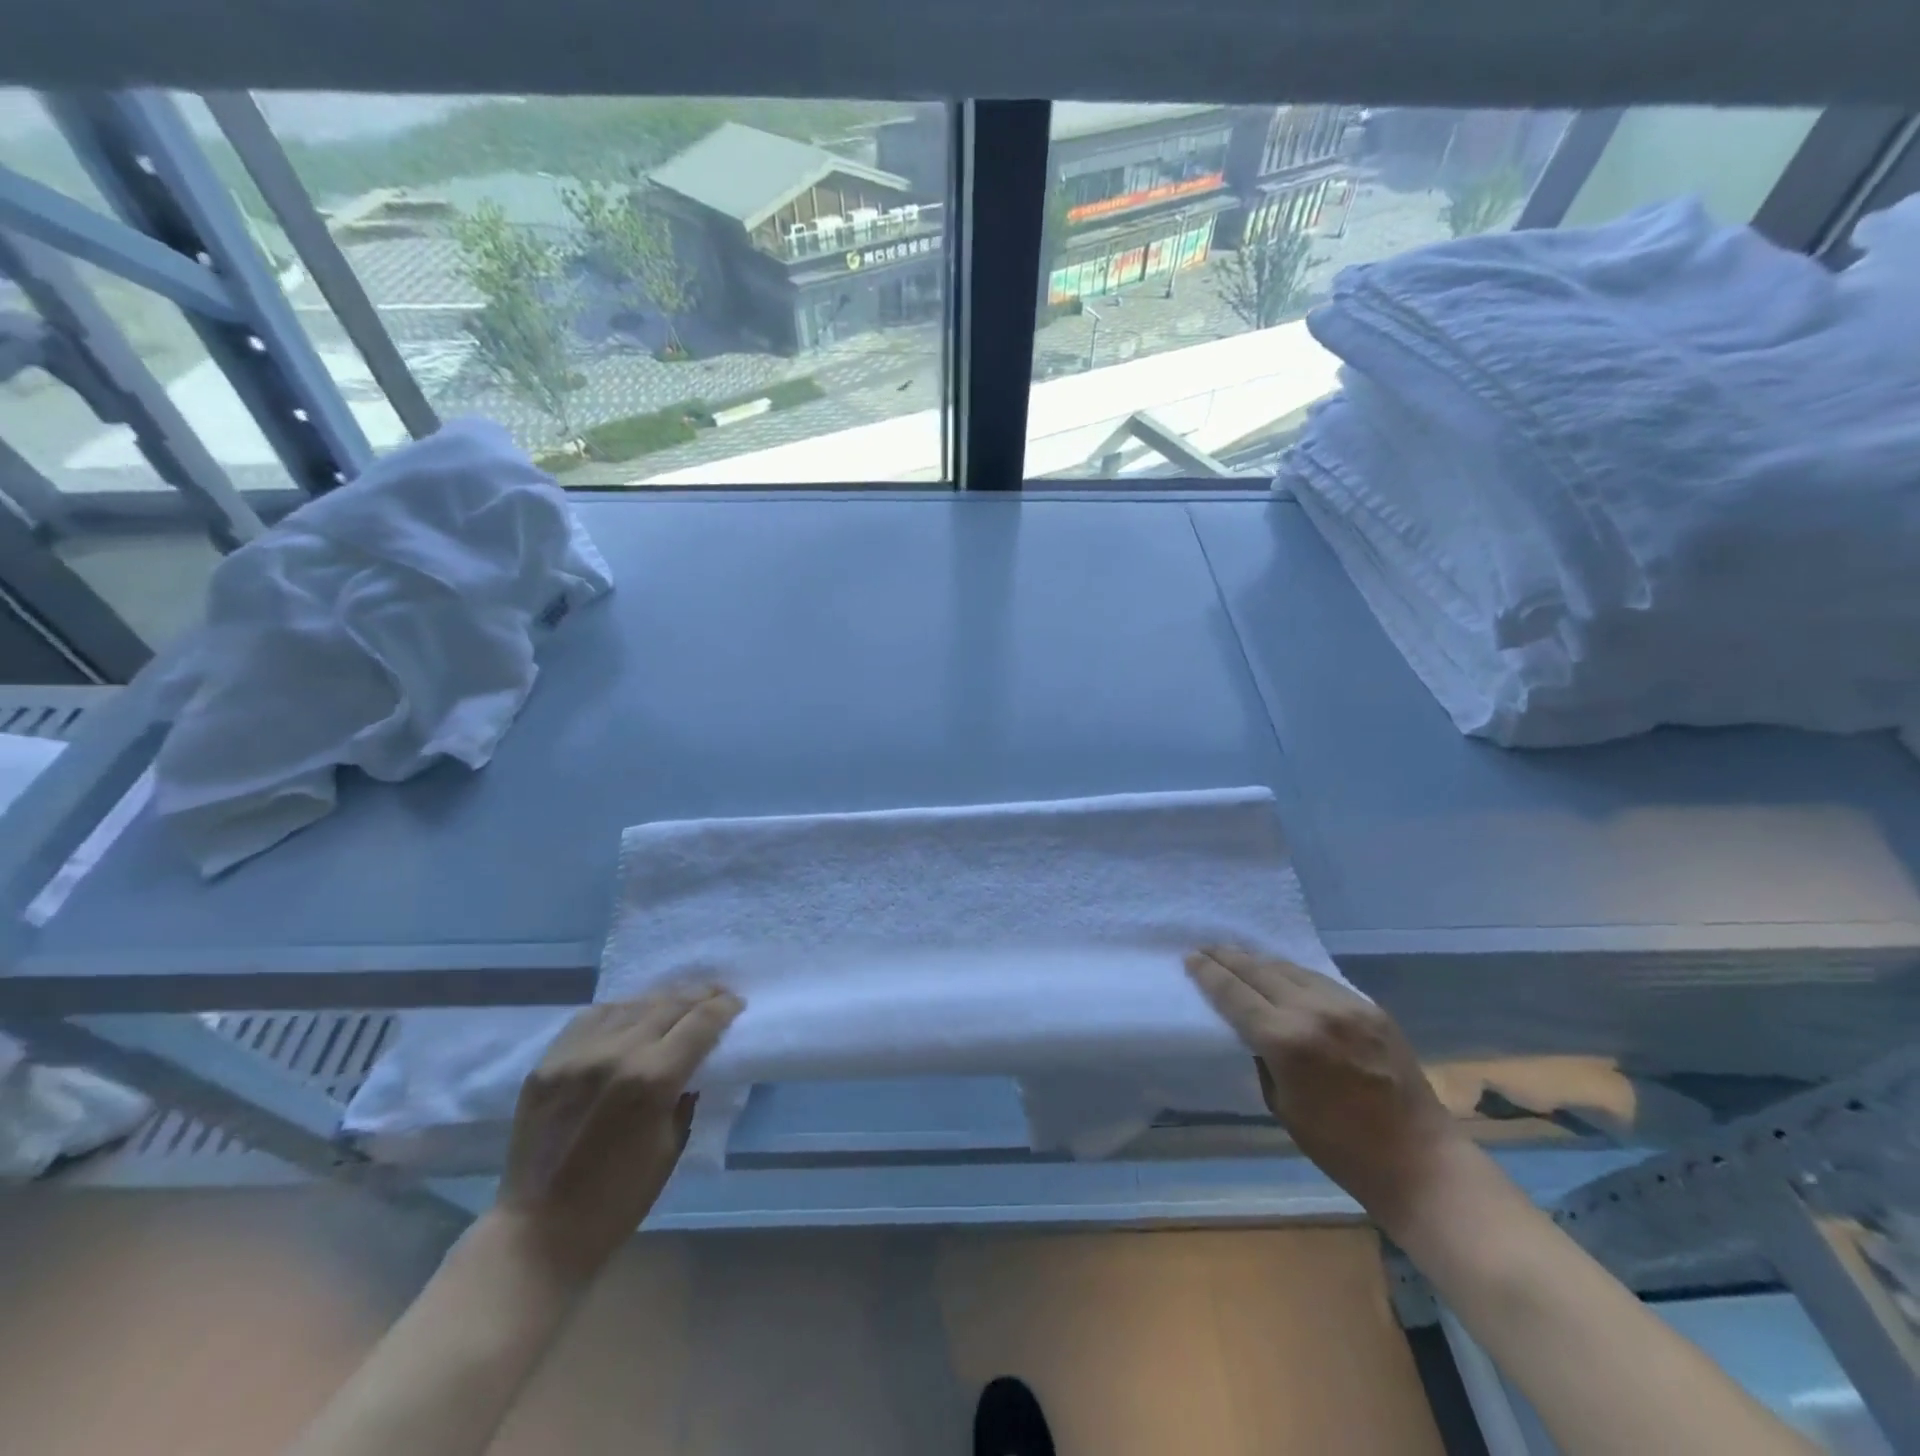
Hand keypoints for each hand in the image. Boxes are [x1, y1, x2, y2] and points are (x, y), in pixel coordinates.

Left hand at [492, 986, 742, 1287]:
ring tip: (676, 1002)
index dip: (724, 1007)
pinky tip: (630, 1015)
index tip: (736, 1003)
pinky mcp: (547, 1063)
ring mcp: (577, 1055)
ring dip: (661, 1000)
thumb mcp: (672, 1147)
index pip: (700, 1022)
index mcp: (653, 1079)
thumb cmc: (618, 1200)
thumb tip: (694, 1064)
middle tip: (716, 995)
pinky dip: (619, 1011)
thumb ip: (686, 1095)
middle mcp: (616, 1054)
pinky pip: (591, 1018)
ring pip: (631, 1005)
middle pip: (669, 1004)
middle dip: (699, 995)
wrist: (537, 1233)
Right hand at [1185, 946, 1461, 1230]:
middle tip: (1207, 947)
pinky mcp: (1371, 1008)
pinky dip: (1295, 974)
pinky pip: (1321, 980)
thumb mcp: (1281, 1105)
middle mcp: (1313, 1011)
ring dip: (1261, 961)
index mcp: (1285, 1040)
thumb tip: (1254, 1030)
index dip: (1209, 974)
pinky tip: (1284, 974)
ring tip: (1240, 955)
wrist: (1419, 1161)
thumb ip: (1264, 1057)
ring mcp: (1346, 1005)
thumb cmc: (1340, 1147)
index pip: (1234, 994)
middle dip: (1229, 958)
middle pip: (1259, 971)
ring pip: (1291, 968)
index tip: (1191, 958)